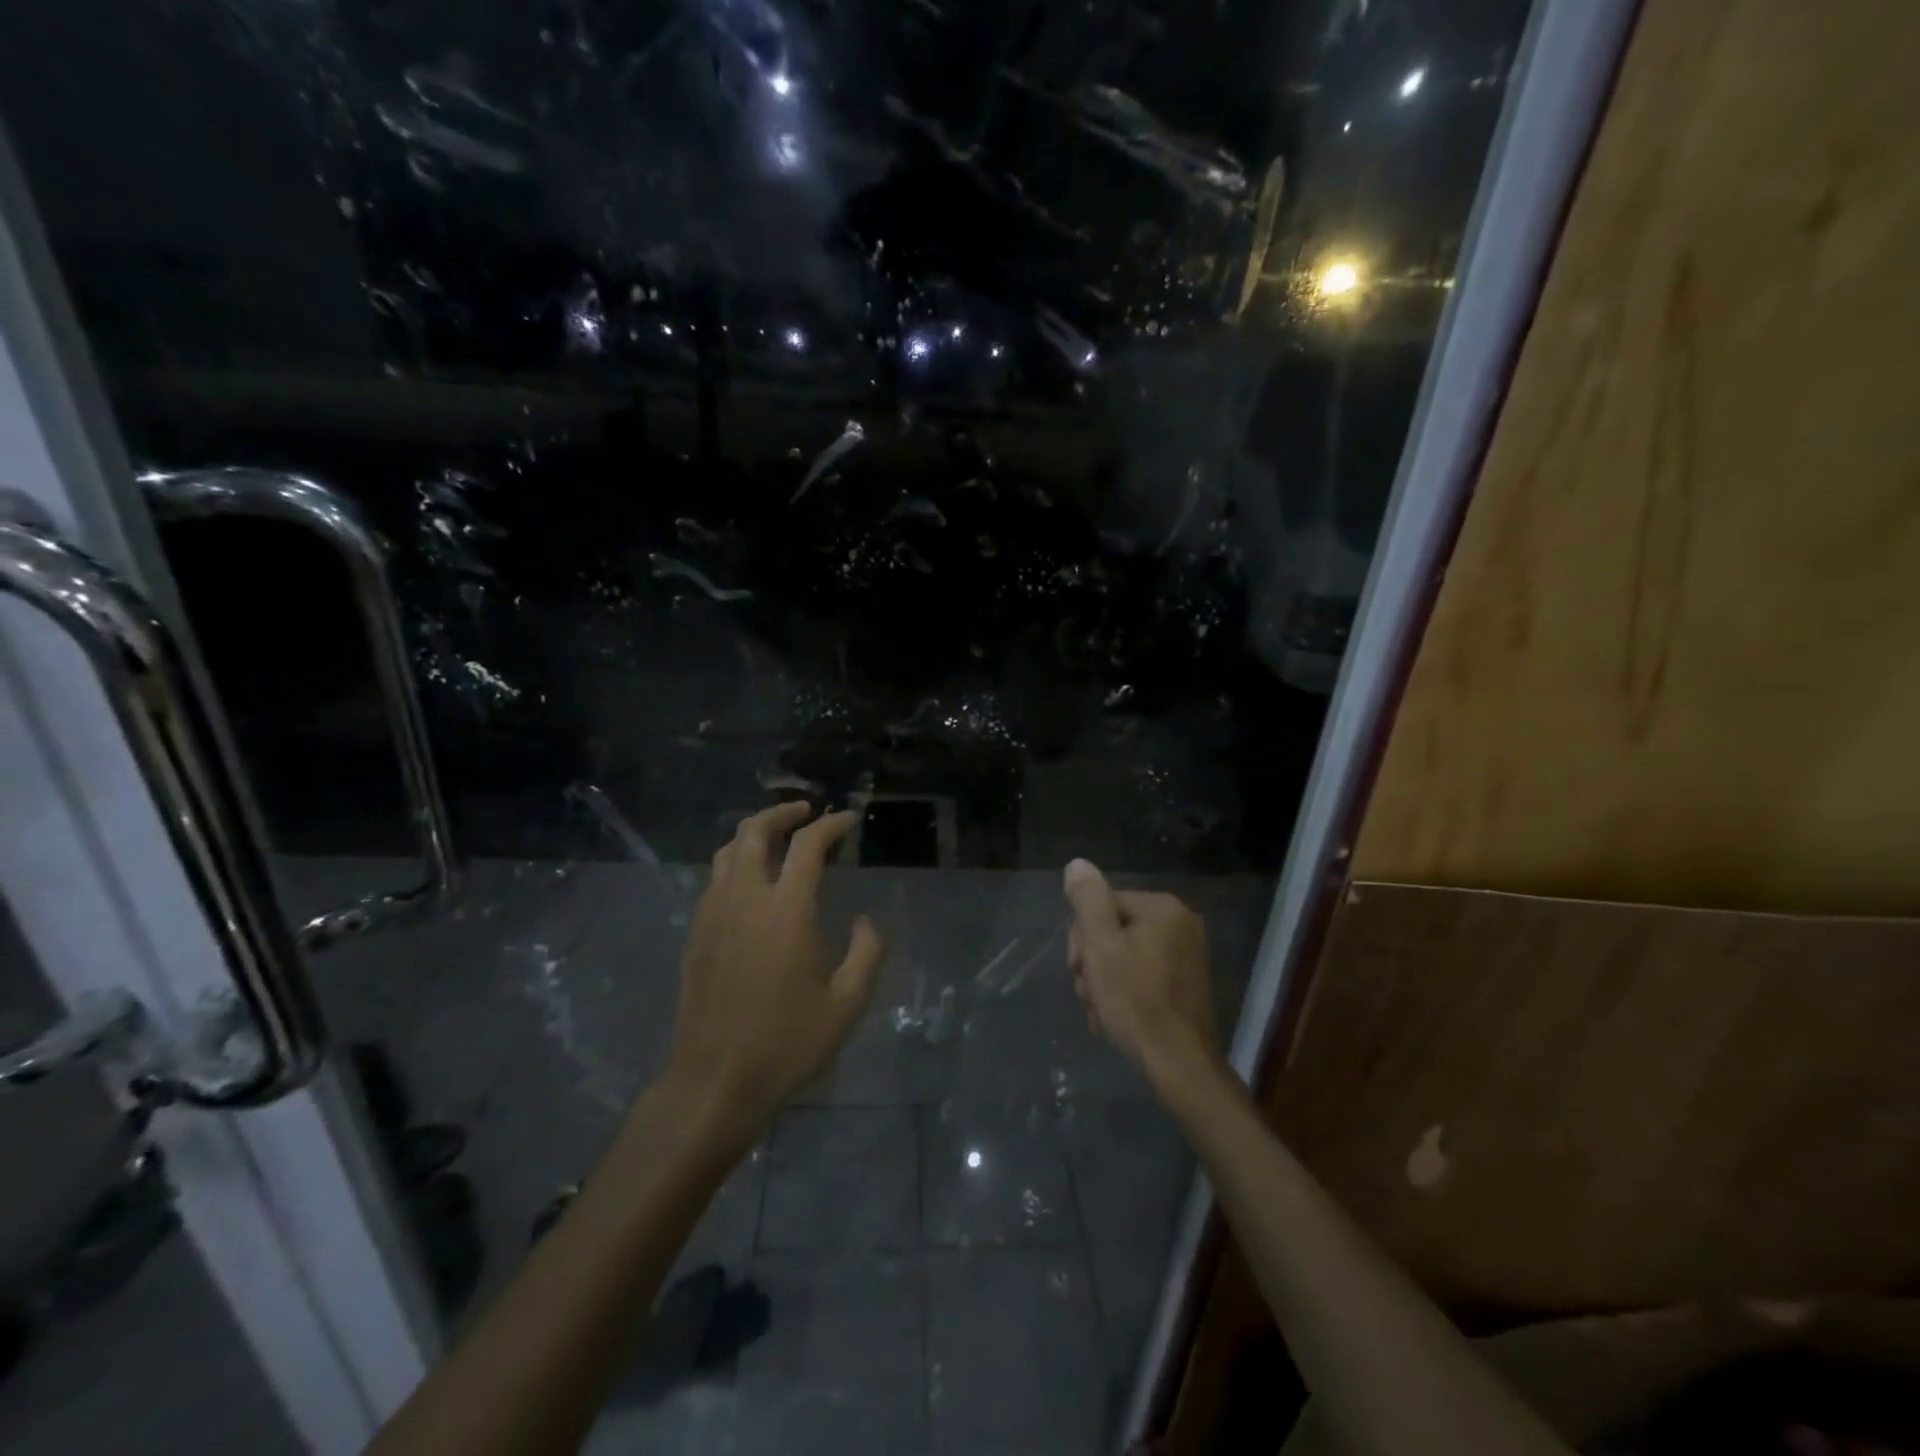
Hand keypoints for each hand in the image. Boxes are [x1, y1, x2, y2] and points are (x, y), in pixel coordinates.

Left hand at [666, 802, 884, 1141]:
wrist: (715, 1081)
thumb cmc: (786, 1043)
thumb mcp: (846, 1004)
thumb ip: (866, 953)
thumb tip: (864, 921)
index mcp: (786, 910)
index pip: (808, 845)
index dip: (831, 824)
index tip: (848, 820)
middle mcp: (745, 900)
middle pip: (754, 832)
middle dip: (781, 812)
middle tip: (805, 812)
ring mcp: (713, 915)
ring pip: (727, 851)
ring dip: (754, 834)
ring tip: (777, 838)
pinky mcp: (695, 935)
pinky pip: (714, 880)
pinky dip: (735, 863)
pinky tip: (750, 883)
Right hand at [1063, 858, 1220, 1077]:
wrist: (1180, 1064)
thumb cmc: (1136, 1001)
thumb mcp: (1101, 946)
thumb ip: (1088, 901)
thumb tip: (1078, 864)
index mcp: (1162, 907)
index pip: (1102, 906)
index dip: (1083, 938)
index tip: (1080, 970)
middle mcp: (1181, 922)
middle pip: (1114, 929)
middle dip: (1094, 961)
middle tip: (1090, 993)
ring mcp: (1188, 953)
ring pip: (1125, 955)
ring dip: (1104, 981)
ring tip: (1101, 1011)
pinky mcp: (1187, 982)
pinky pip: (1143, 974)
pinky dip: (1125, 992)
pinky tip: (1116, 1017)